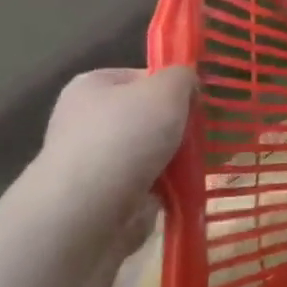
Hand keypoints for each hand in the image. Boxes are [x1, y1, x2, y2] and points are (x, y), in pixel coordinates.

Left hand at [36, 67, 194, 244]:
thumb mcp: (167, 89)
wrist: (90, 210)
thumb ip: (182, 76)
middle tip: (200, 134)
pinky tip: (185, 187)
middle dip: (176, 126)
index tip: (195, 102)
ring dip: (175, 158)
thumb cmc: (126, 136)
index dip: (172, 87)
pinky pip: (148, 183)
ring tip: (199, 163)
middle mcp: (86, 120)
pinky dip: (167, 187)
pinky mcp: (103, 196)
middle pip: (147, 116)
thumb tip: (187, 83)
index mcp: (92, 86)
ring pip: (150, 152)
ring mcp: (93, 161)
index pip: (141, 77)